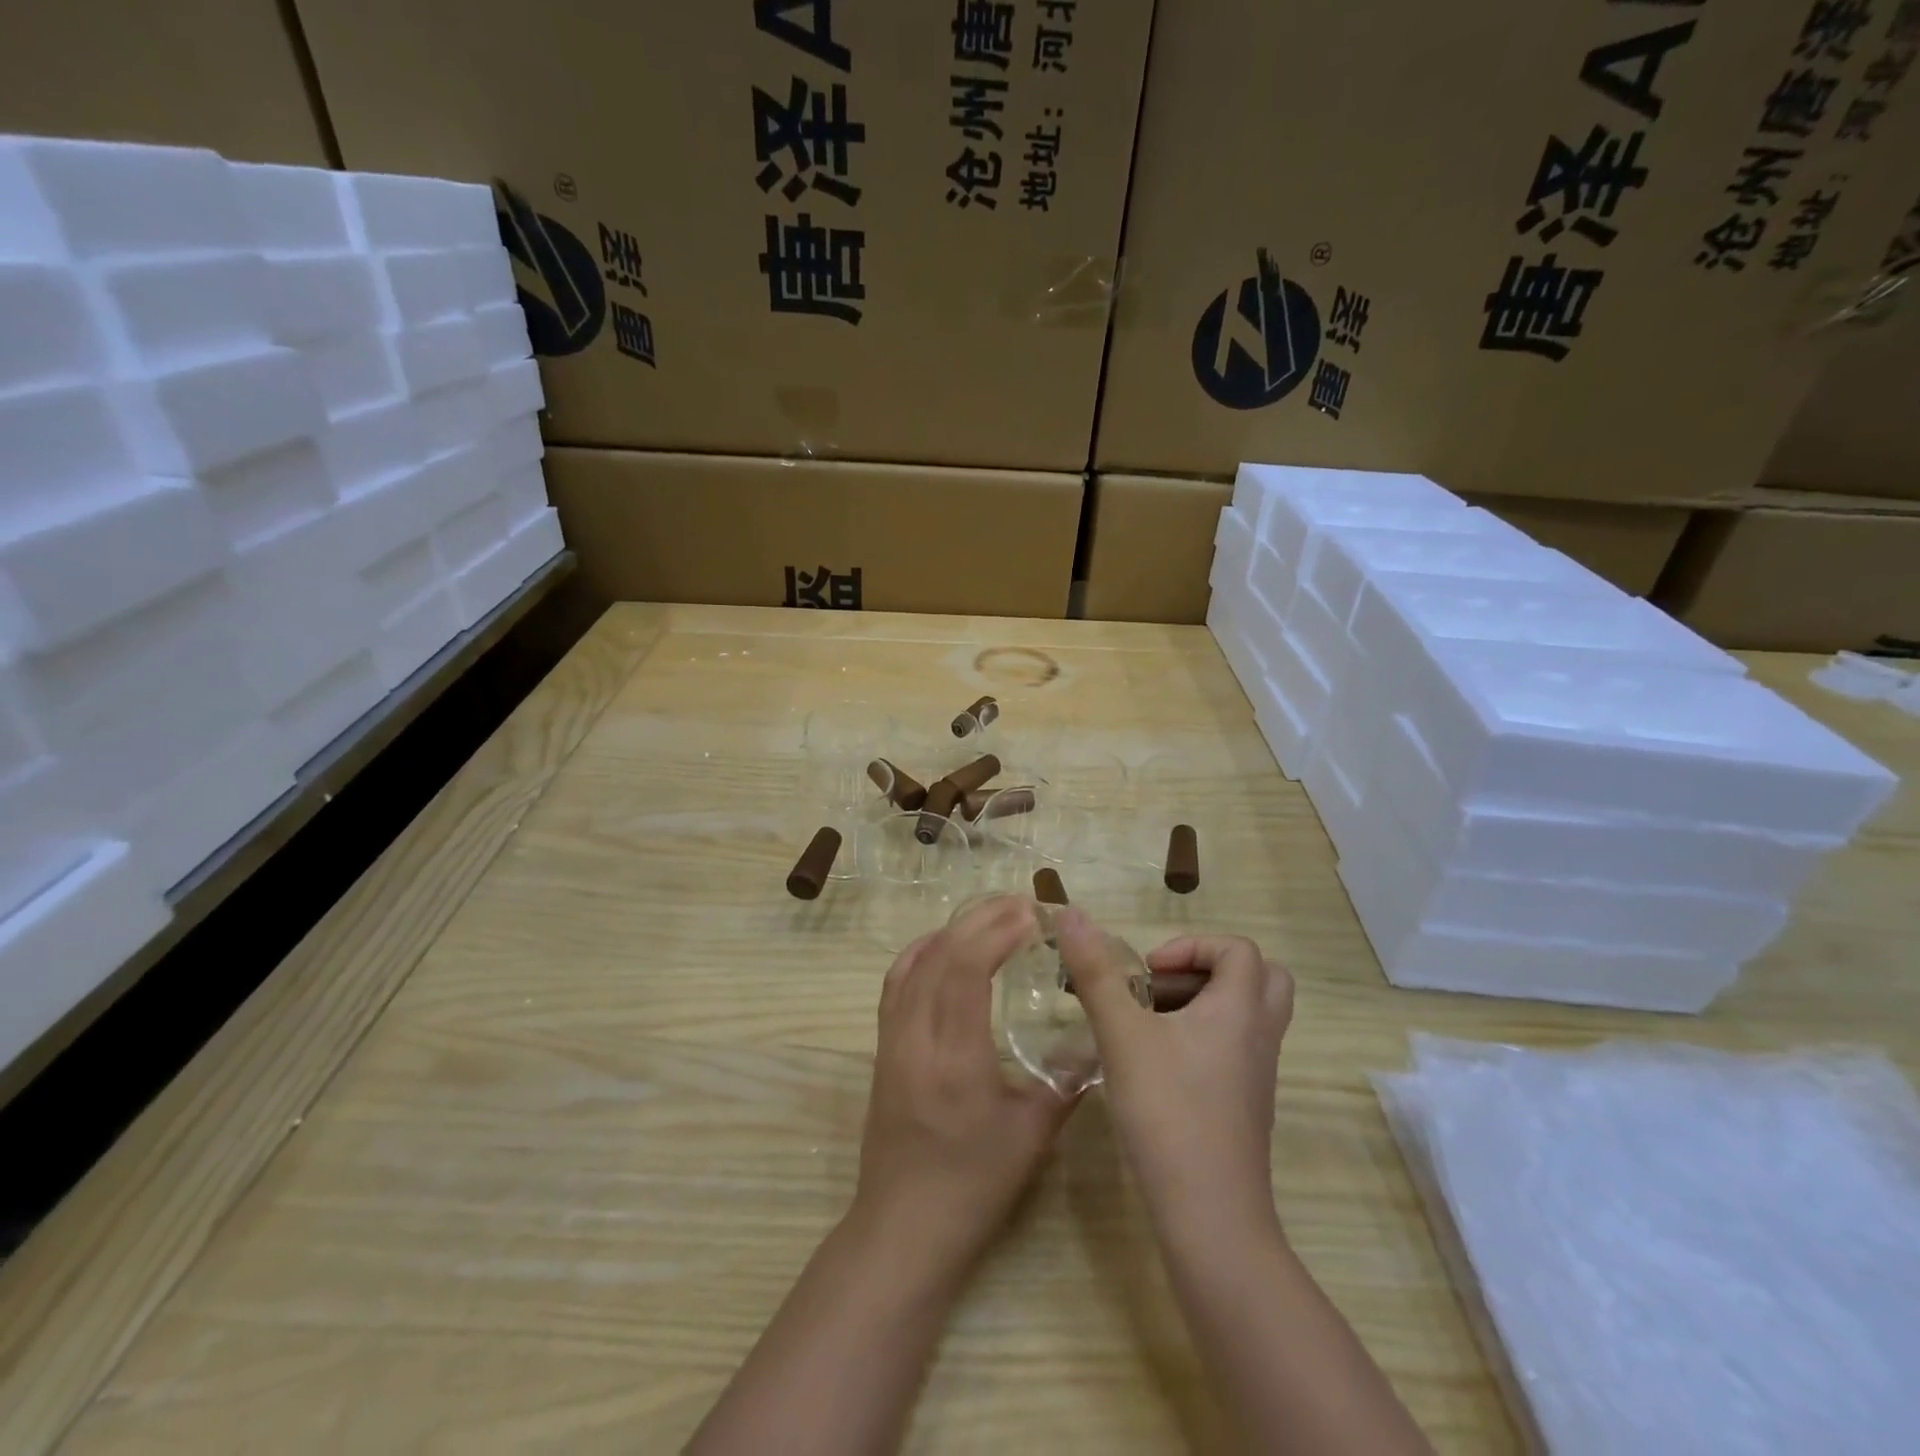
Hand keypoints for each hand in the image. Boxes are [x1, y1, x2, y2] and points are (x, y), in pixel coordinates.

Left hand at [849, 896, 1076, 1279]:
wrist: (903, 1226)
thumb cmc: (973, 1185)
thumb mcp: (1032, 1135)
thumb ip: (1066, 1079)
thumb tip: (1096, 1036)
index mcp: (954, 1056)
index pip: (966, 968)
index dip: (998, 931)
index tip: (1034, 914)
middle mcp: (915, 1035)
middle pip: (941, 954)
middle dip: (982, 918)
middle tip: (1023, 904)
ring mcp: (891, 1038)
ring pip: (915, 961)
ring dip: (953, 929)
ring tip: (992, 916)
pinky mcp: (881, 1046)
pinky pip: (896, 981)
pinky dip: (922, 951)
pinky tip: (944, 946)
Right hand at [1056, 911, 1293, 1241]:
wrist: (1210, 1216)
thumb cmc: (1168, 1111)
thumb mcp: (1122, 1035)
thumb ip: (1095, 973)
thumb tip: (1070, 913)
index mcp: (1240, 1009)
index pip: (1240, 950)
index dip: (1192, 946)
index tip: (1148, 971)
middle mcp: (1259, 1035)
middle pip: (1260, 978)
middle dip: (1208, 970)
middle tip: (1163, 987)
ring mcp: (1258, 1074)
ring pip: (1246, 1015)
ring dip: (1203, 1003)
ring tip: (1149, 1022)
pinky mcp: (1247, 1105)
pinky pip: (1236, 1048)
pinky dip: (1204, 1038)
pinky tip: (1156, 1063)